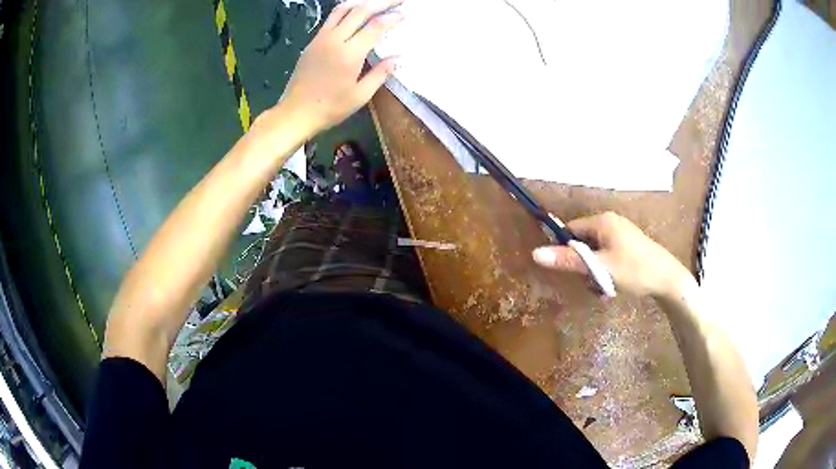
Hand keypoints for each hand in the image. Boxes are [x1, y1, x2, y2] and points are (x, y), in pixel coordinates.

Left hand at [278, 0, 403, 135]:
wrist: (296, 113)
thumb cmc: (330, 108)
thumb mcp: (360, 96)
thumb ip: (380, 74)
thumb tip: (397, 59)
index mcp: (349, 54)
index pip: (375, 26)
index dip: (392, 18)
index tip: (405, 14)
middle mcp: (335, 40)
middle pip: (360, 10)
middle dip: (382, 2)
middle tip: (398, 0)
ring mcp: (321, 38)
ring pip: (343, 9)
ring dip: (362, 2)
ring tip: (377, 1)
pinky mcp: (312, 42)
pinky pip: (331, 18)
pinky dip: (347, 10)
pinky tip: (356, 12)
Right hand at [532, 212, 694, 298]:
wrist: (668, 279)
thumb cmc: (634, 270)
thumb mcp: (600, 268)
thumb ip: (569, 261)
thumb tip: (535, 253)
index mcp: (602, 221)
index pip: (571, 229)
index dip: (565, 249)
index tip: (569, 270)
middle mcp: (611, 222)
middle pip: (583, 242)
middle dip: (584, 265)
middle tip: (591, 282)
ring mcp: (621, 233)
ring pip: (595, 252)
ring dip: (595, 271)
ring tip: (605, 287)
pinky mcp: (629, 245)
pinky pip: (607, 255)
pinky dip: (606, 270)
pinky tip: (614, 284)